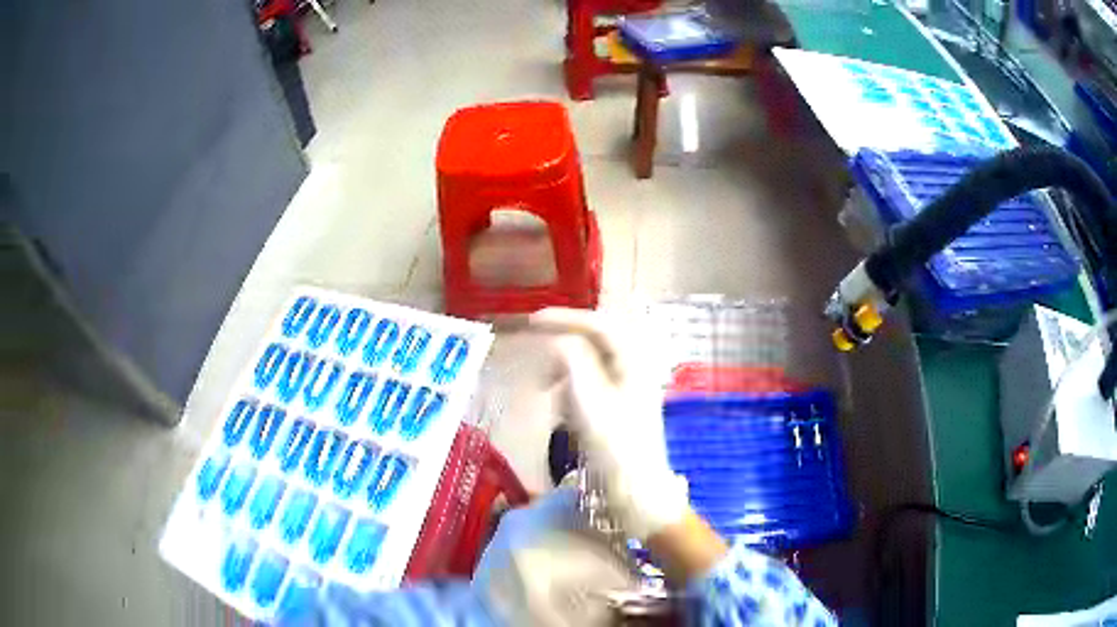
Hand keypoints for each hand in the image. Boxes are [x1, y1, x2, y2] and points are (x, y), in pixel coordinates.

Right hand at [519, 308, 689, 540]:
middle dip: (564, 345)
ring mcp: (629, 390)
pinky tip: (563, 413)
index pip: (599, 324)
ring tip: (547, 390)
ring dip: (566, 371)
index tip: (533, 321)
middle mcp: (635, 369)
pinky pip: (591, 387)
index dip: (565, 318)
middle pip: (596, 342)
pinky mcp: (620, 410)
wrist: (636, 491)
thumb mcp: (588, 398)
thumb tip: (558, 339)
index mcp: (634, 361)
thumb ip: (572, 360)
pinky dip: (572, 392)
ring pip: (591, 365)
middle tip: (536, 350)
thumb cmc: (614, 446)